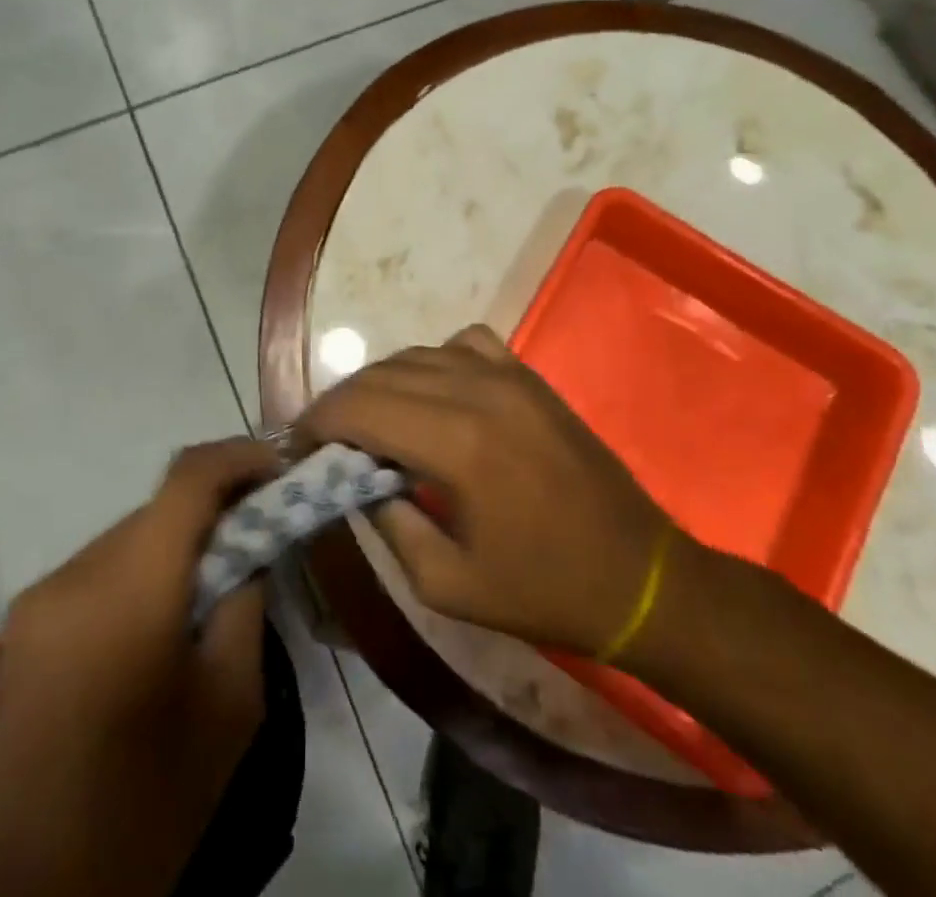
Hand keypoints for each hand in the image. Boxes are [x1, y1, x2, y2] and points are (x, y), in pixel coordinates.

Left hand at [0, 437, 278, 896]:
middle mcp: (72, 576)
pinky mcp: (17, 630)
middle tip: (254, 533)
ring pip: (126, 537)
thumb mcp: (233, 699)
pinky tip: (155, 623)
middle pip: (157, 508)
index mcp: (129, 589)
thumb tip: (251, 541)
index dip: (239, 457)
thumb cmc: (155, 801)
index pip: (188, 478)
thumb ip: (247, 597)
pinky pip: (94, 572)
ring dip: (172, 544)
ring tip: (206, 588)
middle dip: (211, 509)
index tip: (278, 467)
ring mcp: (35, 602)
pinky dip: (136, 573)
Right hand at [298, 325, 681, 656]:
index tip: (297, 445)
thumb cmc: (542, 591)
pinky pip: (464, 344)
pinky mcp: (529, 375)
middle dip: (341, 403)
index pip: (361, 407)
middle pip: (382, 374)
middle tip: (323, 439)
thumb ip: (388, 522)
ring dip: (381, 382)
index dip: (318, 421)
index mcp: (456, 444)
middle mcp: (477, 391)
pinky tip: (433, 394)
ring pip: (417, 354)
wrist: (638, 576)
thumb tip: (354, 480)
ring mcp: (508, 375)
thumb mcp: (446, 584)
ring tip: (369, 421)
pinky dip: (433, 360)